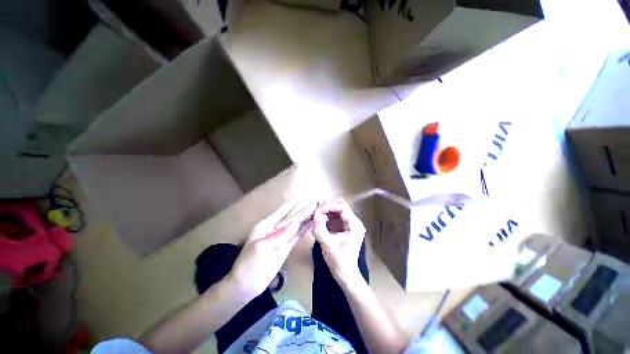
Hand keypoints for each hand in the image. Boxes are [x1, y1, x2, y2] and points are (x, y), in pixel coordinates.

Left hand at [228, 197, 315, 298]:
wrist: (245, 286)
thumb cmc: (248, 265)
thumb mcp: (261, 248)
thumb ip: (279, 236)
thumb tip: (295, 223)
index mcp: (266, 226)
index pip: (282, 212)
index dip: (292, 204)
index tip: (302, 196)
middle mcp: (275, 229)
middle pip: (292, 218)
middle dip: (303, 210)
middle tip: (315, 203)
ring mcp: (281, 239)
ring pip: (296, 226)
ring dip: (306, 219)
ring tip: (316, 211)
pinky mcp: (286, 248)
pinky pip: (296, 237)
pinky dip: (304, 230)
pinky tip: (311, 224)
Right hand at [312, 199, 365, 283]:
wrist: (345, 274)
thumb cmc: (340, 262)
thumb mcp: (328, 246)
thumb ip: (320, 230)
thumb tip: (313, 216)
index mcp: (354, 225)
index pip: (342, 207)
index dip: (329, 206)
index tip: (317, 211)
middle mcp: (353, 221)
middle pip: (340, 205)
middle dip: (327, 205)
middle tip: (315, 210)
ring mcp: (348, 223)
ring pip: (337, 208)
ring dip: (326, 209)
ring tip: (316, 213)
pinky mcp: (342, 226)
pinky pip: (334, 215)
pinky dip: (326, 214)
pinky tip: (319, 218)